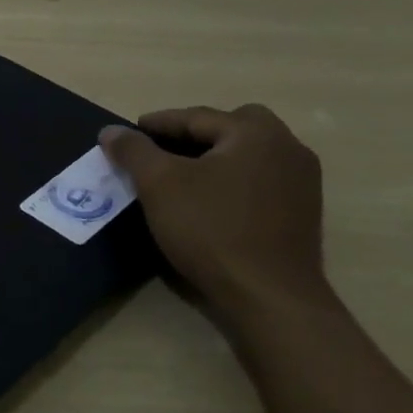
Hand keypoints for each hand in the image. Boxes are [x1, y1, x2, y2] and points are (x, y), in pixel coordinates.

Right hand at [100, 104, 327, 322]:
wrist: (268, 296)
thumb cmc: (211, 229)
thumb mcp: (159, 185)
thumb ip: (134, 151)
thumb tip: (111, 131)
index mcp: (256, 133)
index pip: (197, 117)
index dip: (158, 123)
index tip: (128, 132)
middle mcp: (288, 148)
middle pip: (233, 128)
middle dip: (196, 134)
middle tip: (162, 150)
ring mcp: (302, 182)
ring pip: (249, 155)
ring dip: (216, 157)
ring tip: (182, 175)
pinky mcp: (302, 213)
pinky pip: (260, 180)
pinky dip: (232, 180)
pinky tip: (210, 201)